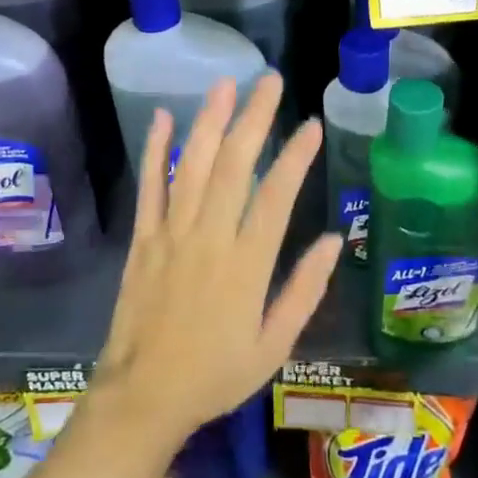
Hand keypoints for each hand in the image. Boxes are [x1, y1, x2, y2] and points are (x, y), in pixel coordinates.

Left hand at [92, 74, 341, 444]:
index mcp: (246, 264)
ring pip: (192, 165)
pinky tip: (164, 117)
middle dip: (254, 119)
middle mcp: (209, 237)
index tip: (312, 126)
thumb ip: (304, 290)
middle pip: (233, 166)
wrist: (143, 396)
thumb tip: (335, 240)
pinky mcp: (143, 237)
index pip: (276, 195)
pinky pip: (149, 186)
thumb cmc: (216, 374)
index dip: (296, 157)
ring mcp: (171, 233)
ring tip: (226, 85)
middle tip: (269, 81)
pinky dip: (156, 150)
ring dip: (209, 121)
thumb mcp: (274, 345)